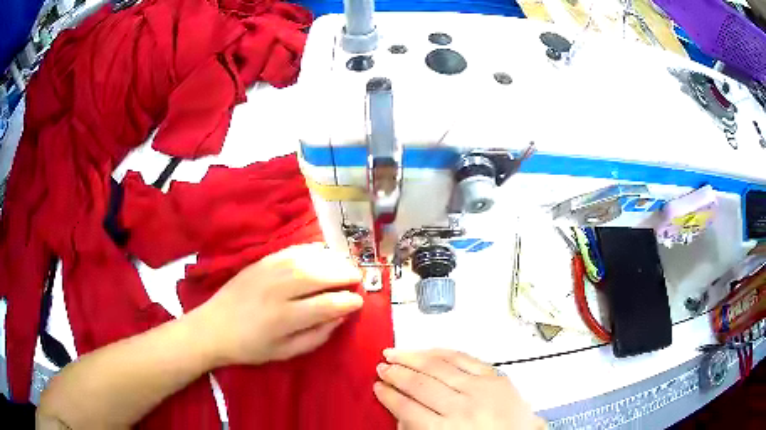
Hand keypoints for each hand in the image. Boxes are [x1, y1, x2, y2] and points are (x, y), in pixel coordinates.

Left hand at [190, 243, 363, 366]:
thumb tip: (340, 317)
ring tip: (344, 265)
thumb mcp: (285, 352)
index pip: (326, 304)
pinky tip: (322, 253)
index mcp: (284, 318)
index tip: (358, 302)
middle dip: (344, 274)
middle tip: (358, 278)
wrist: (213, 327)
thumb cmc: (250, 346)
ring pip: (307, 259)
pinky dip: (310, 250)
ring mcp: (267, 271)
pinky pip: (291, 250)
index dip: (347, 302)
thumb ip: (316, 336)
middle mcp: (277, 290)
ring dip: (331, 260)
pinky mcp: (260, 261)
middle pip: (319, 275)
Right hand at [374, 349, 545, 429]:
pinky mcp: (495, 377)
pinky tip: (429, 350)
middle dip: (396, 374)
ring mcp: (480, 389)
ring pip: (437, 366)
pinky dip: (442, 352)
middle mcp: (461, 408)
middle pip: (419, 384)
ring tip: (395, 353)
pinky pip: (463, 358)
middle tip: (382, 368)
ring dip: (412, 358)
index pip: (406, 408)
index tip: (378, 387)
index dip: (388, 395)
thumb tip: (400, 414)